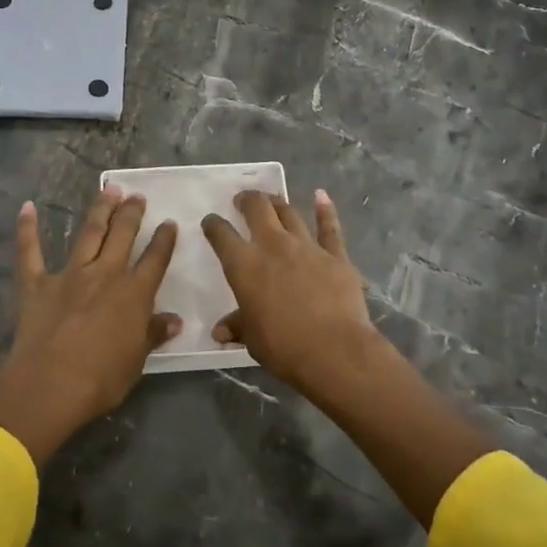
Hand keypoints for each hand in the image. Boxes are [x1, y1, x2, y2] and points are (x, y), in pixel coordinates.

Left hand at [0, 186, 179, 464]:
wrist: (50, 385)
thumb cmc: (101, 379)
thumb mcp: (136, 361)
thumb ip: (153, 334)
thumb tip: (174, 320)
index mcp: (133, 294)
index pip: (154, 260)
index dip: (164, 240)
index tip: (169, 223)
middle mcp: (104, 274)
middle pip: (122, 236)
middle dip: (131, 213)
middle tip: (136, 195)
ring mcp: (69, 275)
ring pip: (88, 233)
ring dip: (99, 209)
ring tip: (108, 189)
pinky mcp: (36, 284)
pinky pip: (30, 252)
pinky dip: (27, 229)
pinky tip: (27, 207)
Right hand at [201, 188, 392, 402]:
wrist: (334, 350)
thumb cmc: (284, 347)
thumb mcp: (252, 339)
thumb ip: (238, 326)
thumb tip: (220, 331)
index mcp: (244, 265)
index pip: (222, 235)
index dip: (213, 225)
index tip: (211, 222)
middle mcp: (273, 246)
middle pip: (257, 209)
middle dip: (247, 200)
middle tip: (243, 200)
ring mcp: (306, 246)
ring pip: (289, 213)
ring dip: (278, 203)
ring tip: (272, 199)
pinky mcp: (335, 255)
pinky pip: (329, 227)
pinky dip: (325, 209)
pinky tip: (321, 195)